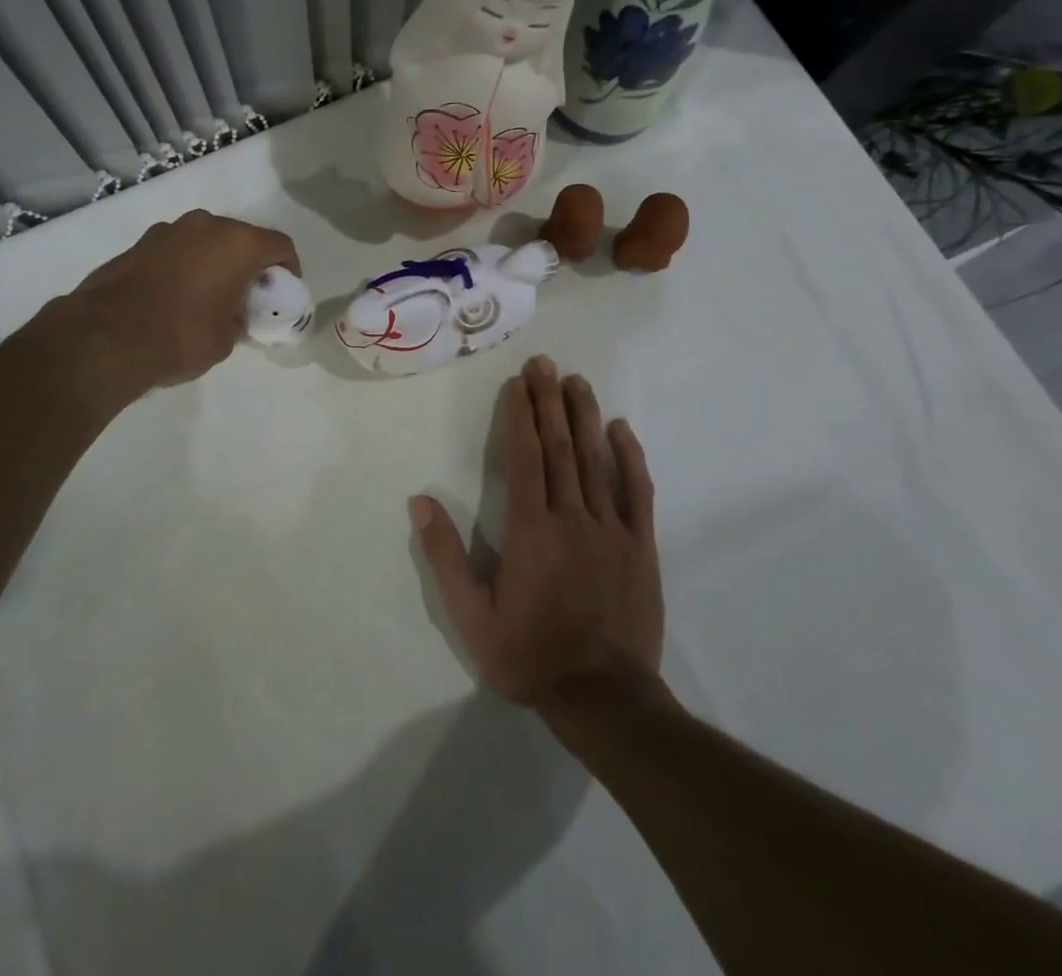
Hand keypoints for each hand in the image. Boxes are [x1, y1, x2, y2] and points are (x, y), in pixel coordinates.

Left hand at [53, 210, 299, 394]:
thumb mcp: (227, 338)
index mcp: (238, 243)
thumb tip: (231, 312)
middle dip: (248, 262)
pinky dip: (184, 265)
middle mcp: (206, 225)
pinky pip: (176, 249)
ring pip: (205, 240)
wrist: (106, 337)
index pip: (280, 245)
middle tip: (246, 293)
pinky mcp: (139, 243)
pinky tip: (175, 294)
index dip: (289, 267)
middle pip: (241, 237)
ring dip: (213, 261)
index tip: (284, 289)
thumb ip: (239, 316)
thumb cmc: (181, 336)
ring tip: (208, 294)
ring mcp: (168, 230)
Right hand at [411, 355, 663, 708]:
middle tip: (544, 363)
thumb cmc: (529, 655)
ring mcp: (611, 529)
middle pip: (559, 447)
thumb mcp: (471, 615)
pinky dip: (629, 457)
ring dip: (584, 416)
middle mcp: (571, 517)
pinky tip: (621, 429)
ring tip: (577, 381)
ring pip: (595, 460)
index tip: (517, 383)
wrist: (602, 698)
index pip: (524, 457)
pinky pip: (638, 492)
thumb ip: (446, 556)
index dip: (519, 416)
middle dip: (549, 401)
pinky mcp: (641, 546)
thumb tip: (420, 502)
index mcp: (530, 528)